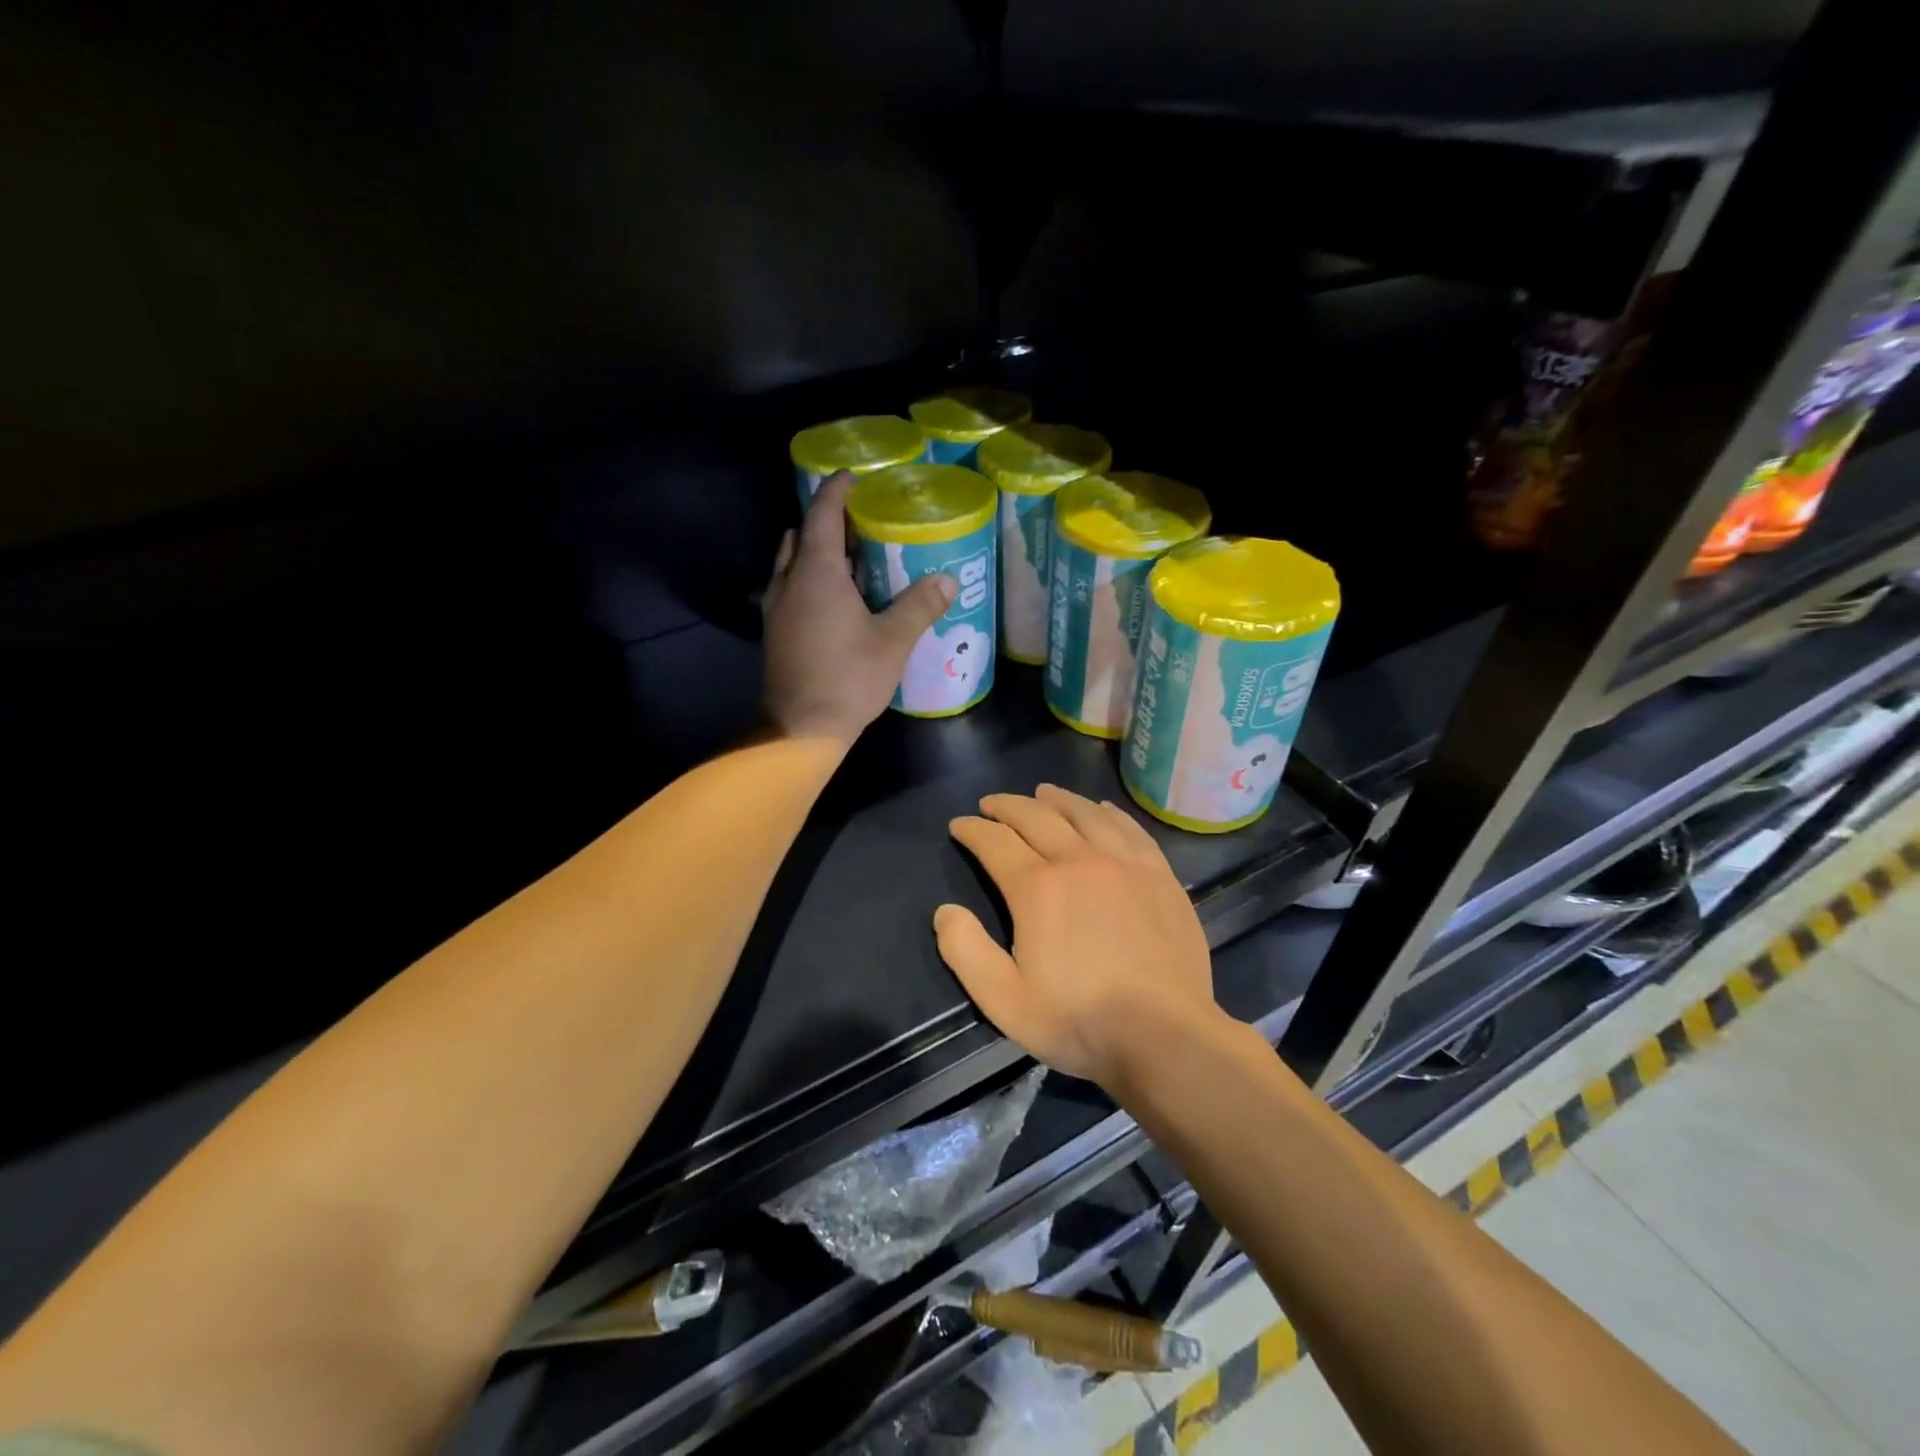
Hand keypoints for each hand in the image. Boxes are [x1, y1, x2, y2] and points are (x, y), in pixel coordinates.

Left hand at [761, 472, 956, 745]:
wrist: (800, 728)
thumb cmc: (848, 678)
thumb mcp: (893, 641)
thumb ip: (919, 606)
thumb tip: (947, 580)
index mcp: (816, 573)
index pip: (822, 515)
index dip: (836, 491)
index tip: (852, 477)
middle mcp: (789, 582)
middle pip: (802, 536)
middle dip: (827, 523)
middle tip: (861, 524)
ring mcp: (776, 609)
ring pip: (793, 565)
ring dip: (817, 554)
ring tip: (853, 560)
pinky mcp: (775, 633)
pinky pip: (792, 590)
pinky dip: (811, 581)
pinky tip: (838, 601)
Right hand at [934, 785, 1226, 1088]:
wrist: (1164, 1035)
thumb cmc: (1079, 1020)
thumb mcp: (1004, 1000)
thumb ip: (966, 951)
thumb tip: (945, 911)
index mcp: (1038, 888)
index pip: (995, 842)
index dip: (973, 829)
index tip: (960, 825)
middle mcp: (1079, 861)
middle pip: (1037, 817)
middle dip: (1008, 806)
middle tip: (992, 804)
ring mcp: (1124, 864)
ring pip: (1085, 814)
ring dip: (1057, 799)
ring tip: (1042, 792)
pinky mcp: (1159, 875)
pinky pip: (1129, 828)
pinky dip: (1108, 812)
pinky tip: (1102, 809)